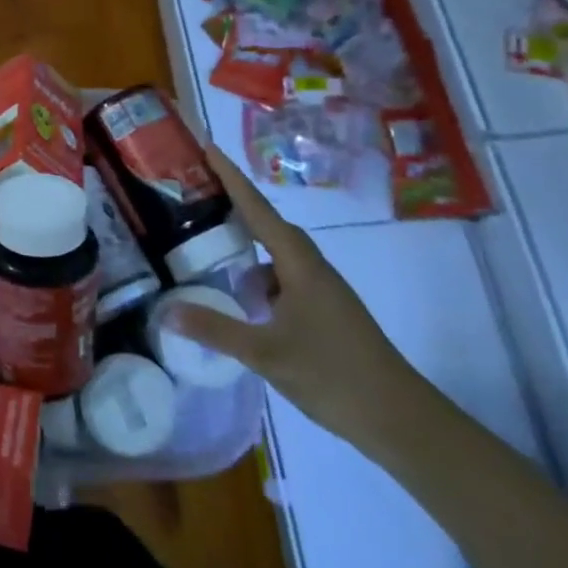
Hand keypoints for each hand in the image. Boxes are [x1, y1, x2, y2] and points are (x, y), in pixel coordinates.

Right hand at [165, 146, 432, 454]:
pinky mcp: (326, 313)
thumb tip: (167, 311)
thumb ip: (215, 330)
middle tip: (197, 199)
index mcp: (299, 264)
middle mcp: (312, 268)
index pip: (258, 209)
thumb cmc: (333, 375)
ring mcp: (322, 291)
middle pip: (269, 227)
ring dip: (247, 252)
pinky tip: (243, 304)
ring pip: (277, 257)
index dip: (231, 178)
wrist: (400, 419)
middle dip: (235, 209)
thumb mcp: (266, 353)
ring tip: (211, 255)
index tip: (208, 148)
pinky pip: (284, 280)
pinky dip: (260, 282)